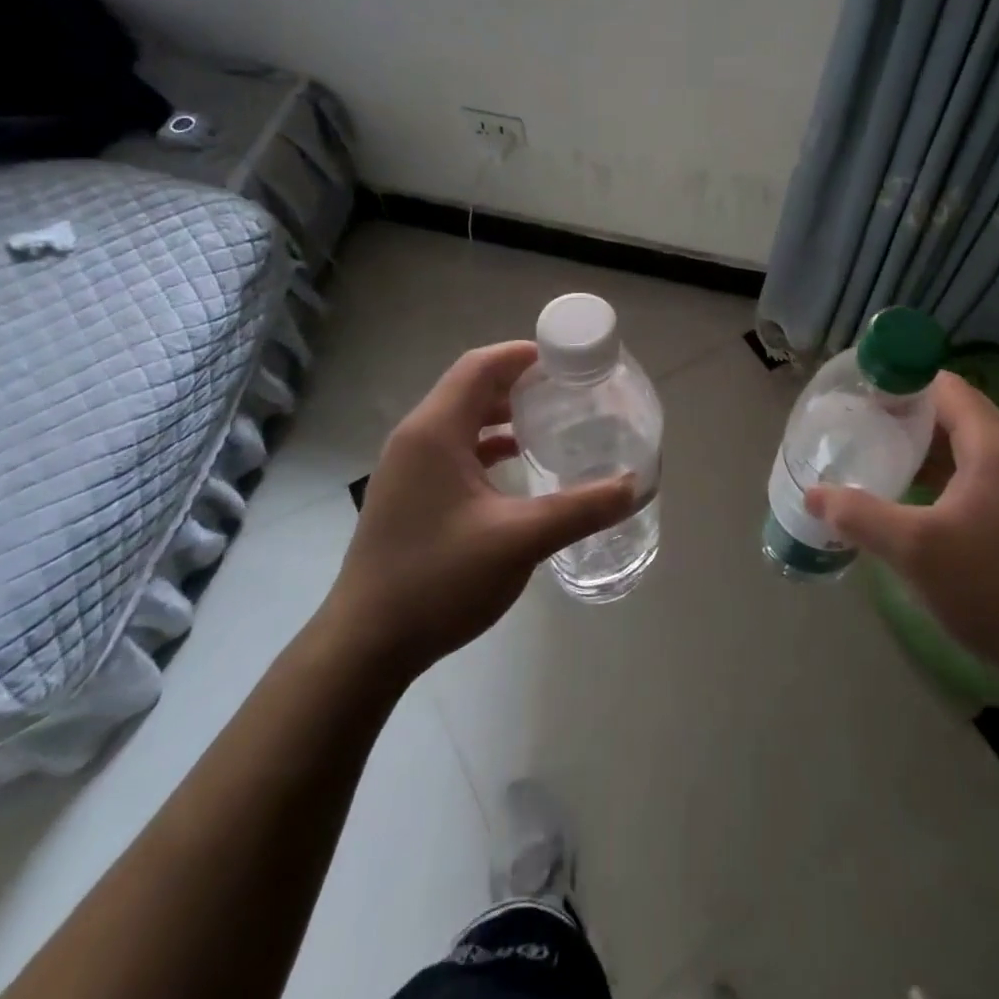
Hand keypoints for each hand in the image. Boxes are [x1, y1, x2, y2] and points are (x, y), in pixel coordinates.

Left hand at [321, 341, 635, 679]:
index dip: (523, 354)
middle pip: (471, 387)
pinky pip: (454, 449)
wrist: (365, 644)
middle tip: (568, 389)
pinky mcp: (410, 494)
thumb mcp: (519, 540)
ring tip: (551, 420)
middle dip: (519, 382)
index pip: (480, 366)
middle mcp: (416, 438)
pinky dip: (488, 444)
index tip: (567, 360)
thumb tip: (633, 485)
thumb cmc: (439, 579)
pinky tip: (518, 464)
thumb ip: (580, 508)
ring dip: (503, 413)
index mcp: (435, 431)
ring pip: (461, 419)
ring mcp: (408, 468)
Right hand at [804, 371, 998, 681]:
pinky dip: (941, 471)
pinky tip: (910, 494)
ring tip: (877, 453)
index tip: (862, 393)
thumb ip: (858, 515)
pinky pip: (975, 472)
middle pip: (956, 411)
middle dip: (908, 413)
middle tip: (861, 423)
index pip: (946, 387)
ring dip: (924, 445)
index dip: (903, 382)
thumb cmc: (988, 587)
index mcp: (993, 446)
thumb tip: (813, 495)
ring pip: (965, 444)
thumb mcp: (912, 549)